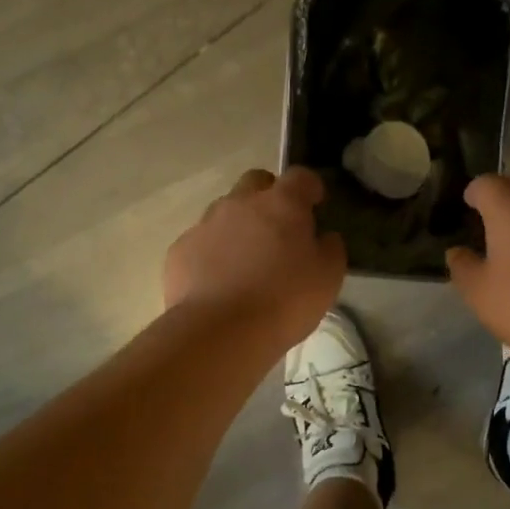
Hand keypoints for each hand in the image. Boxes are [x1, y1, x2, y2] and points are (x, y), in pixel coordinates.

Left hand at [164, 167, 346, 348]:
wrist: (220, 332)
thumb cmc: (284, 300)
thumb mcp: (328, 277)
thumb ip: (330, 248)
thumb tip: (323, 236)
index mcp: (282, 204)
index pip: (300, 176)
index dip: (310, 188)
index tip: (316, 205)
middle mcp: (240, 203)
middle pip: (256, 182)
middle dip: (269, 197)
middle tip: (279, 230)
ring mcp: (205, 224)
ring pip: (225, 211)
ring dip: (239, 226)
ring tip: (246, 263)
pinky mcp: (180, 250)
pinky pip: (202, 242)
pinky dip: (213, 254)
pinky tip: (219, 283)